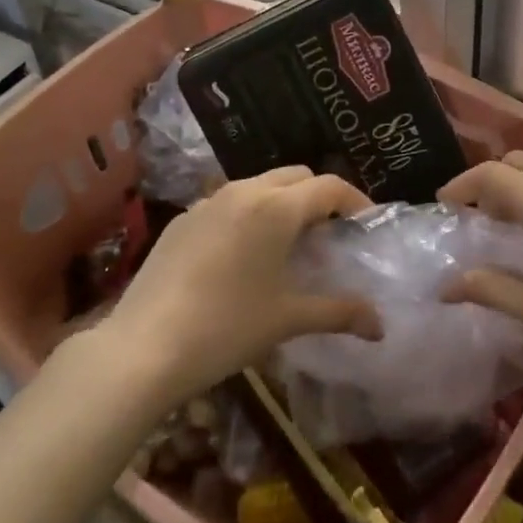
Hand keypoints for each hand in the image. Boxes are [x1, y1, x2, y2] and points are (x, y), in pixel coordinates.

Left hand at [98, 167, 383, 407]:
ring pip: (259, 185)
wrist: (143, 347)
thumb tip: (380, 326)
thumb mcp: (287, 320)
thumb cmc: (226, 328)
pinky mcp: (183, 218)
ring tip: (288, 242)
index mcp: (277, 208)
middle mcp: (245, 191)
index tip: (366, 223)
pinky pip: (227, 202)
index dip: (355, 200)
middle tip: (329, 233)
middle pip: (296, 176)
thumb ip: (338, 313)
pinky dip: (248, 214)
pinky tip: (241, 255)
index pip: (329, 186)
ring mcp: (208, 201)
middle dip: (319, 196)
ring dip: (282, 202)